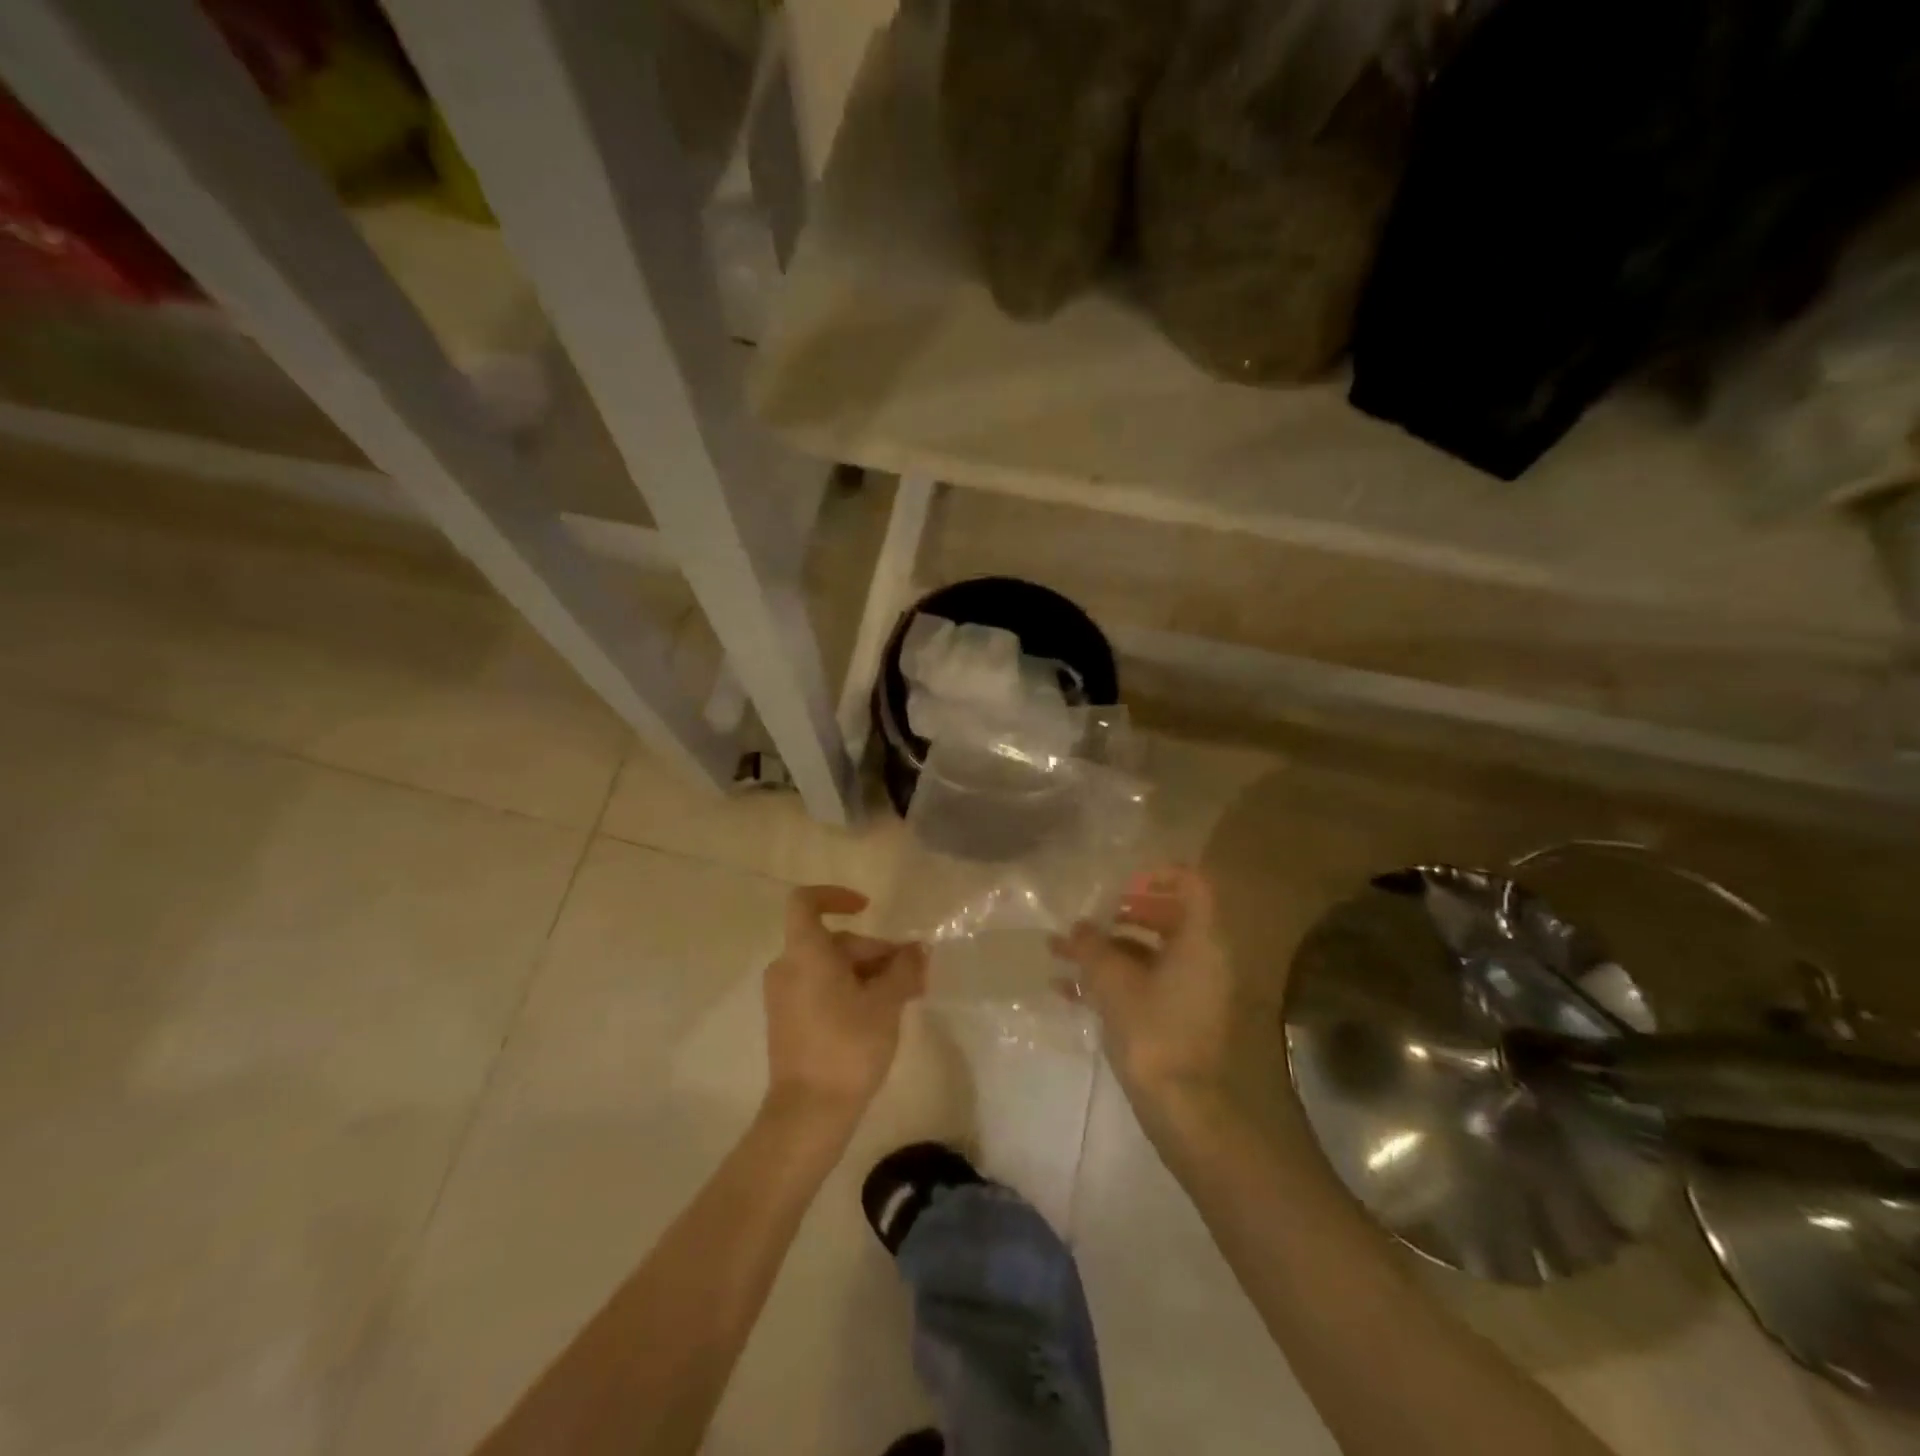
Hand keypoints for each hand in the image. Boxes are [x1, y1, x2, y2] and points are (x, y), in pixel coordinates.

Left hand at [764, 886, 926, 1122]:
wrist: (809, 1114)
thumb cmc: (848, 1046)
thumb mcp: (886, 1003)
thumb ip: (904, 968)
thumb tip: (918, 949)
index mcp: (804, 954)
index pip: (805, 902)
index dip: (835, 896)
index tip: (868, 908)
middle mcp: (787, 968)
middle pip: (833, 941)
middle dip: (874, 950)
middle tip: (913, 972)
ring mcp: (784, 997)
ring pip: (830, 967)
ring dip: (867, 973)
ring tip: (906, 995)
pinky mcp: (788, 1022)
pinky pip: (820, 989)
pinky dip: (850, 990)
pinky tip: (881, 1012)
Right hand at [1053, 866, 1234, 1112]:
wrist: (1194, 1116)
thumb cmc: (1157, 1035)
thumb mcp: (1114, 984)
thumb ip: (1092, 948)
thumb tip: (1078, 928)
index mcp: (1201, 939)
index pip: (1191, 883)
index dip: (1156, 876)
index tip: (1120, 886)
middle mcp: (1205, 959)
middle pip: (1167, 918)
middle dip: (1120, 916)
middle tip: (1087, 920)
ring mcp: (1196, 993)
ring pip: (1151, 956)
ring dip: (1108, 952)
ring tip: (1060, 955)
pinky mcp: (1183, 1023)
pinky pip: (1148, 986)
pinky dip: (1114, 983)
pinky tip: (1069, 993)